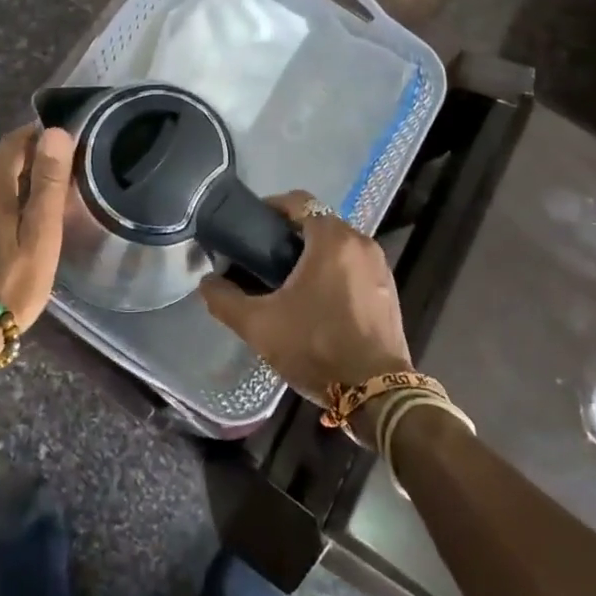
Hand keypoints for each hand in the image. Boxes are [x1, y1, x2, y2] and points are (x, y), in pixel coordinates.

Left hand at [0, 125, 73, 332]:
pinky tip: (14, 212)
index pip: (14, 141)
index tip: (66, 144)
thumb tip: (54, 131)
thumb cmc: (10, 281)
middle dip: (27, 152)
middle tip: (59, 166)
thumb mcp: (40, 233)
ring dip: (12, 172)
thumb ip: (48, 182)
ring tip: (42, 187)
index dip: (39, 136)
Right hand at [197, 190, 412, 400]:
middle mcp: (360, 242)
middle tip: (262, 257)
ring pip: (338, 244)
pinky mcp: (388, 289)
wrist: (377, 394)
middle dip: (290, 234)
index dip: (271, 207)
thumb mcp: (260, 326)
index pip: (299, 201)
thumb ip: (225, 300)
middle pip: (318, 221)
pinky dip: (334, 270)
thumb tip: (207, 283)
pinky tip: (317, 300)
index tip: (252, 227)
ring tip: (286, 280)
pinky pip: (354, 265)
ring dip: (313, 253)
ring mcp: (379, 266)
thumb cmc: (317, 347)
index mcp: (332, 238)